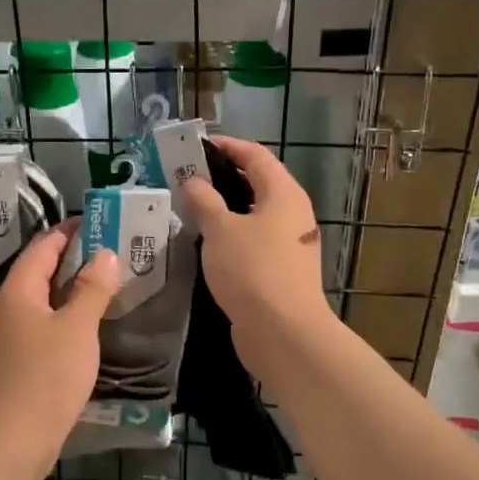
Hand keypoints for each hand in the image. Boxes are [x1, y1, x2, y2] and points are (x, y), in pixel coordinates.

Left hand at [0, 225, 121, 479]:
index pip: (42, 247)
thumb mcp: (77, 329)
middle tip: (109, 250)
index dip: (68, 231)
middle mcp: (6, 308)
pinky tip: (85, 325)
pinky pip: (41, 324)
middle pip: (39, 271)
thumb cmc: (46, 379)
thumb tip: (104, 254)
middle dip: (71, 258)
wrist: (12, 442)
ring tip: (103, 283)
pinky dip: (63, 314)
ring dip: (69, 288)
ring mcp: (7, 336)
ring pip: (41, 299)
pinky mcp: (14, 361)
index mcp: (18, 291)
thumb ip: (92, 289)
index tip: (97, 221)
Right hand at [179, 135, 335, 376]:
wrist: (283, 333)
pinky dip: (230, 236)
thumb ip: (204, 201)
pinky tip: (204, 245)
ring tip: (188, 209)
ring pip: (254, 216)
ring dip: (224, 210)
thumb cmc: (253, 270)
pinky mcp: (280, 271)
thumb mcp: (221, 230)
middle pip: (257, 184)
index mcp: (284, 194)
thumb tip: (193, 182)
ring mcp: (289, 244)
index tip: (196, 147)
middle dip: (222, 178)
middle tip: (186, 178)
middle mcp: (292, 214)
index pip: (256, 156)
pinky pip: (252, 242)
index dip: (227, 147)